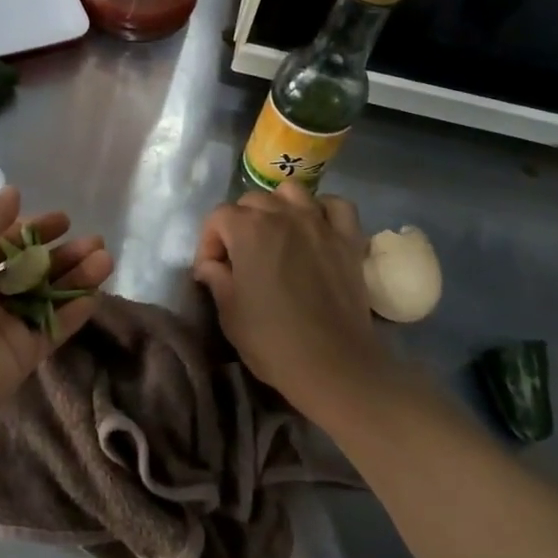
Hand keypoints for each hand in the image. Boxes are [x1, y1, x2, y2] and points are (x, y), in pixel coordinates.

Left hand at [0, 186, 112, 432]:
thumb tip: (13, 193)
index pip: (6, 242)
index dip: (35, 229)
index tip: (65, 220)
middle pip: (33, 269)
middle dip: (64, 253)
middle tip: (95, 242)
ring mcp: (4, 325)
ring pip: (48, 296)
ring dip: (76, 277)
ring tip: (104, 260)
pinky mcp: (22, 354)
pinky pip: (53, 329)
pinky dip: (73, 312)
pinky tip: (94, 294)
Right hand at [193, 181, 384, 408]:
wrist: (333, 364)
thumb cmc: (271, 340)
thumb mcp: (229, 312)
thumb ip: (216, 278)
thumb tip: (210, 265)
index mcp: (248, 230)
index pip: (218, 217)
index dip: (209, 242)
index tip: (212, 270)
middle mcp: (283, 215)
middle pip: (253, 201)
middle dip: (240, 224)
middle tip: (241, 257)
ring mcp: (319, 223)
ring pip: (292, 193)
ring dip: (278, 208)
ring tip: (277, 235)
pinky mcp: (348, 238)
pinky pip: (335, 206)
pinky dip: (322, 211)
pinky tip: (315, 229)